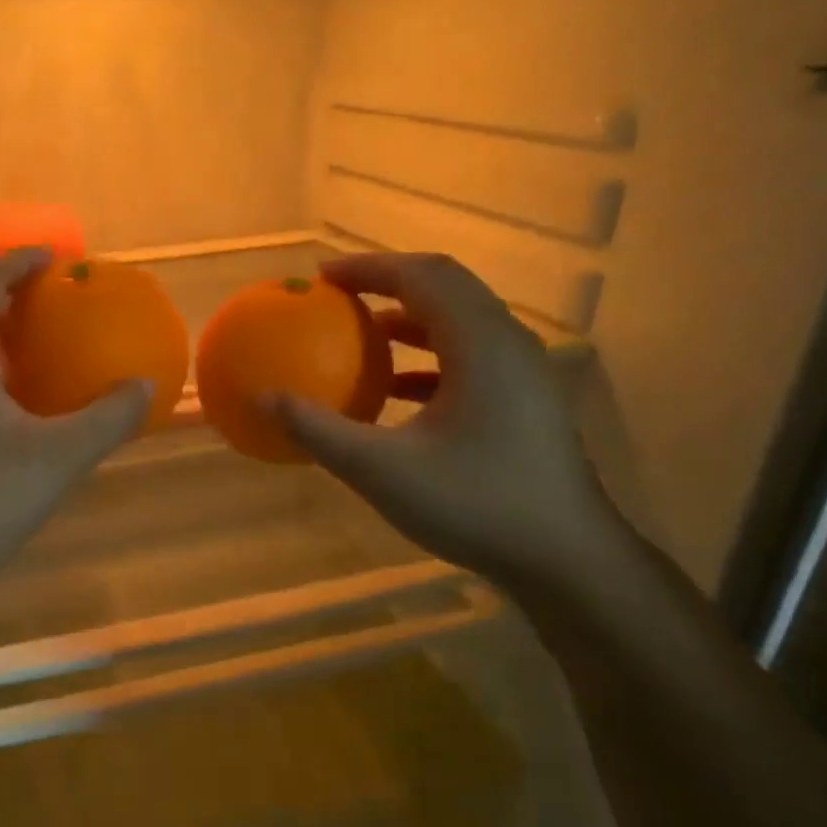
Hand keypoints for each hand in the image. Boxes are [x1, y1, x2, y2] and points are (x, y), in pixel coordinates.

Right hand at [275, 254, 614, 583]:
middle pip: (446, 289)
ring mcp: (524, 374)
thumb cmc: (474, 504)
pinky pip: (472, 359)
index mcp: (480, 344)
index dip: (369, 269)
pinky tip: (398, 392)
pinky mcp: (526, 403)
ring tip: (364, 337)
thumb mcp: (380, 469)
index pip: (422, 276)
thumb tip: (262, 399)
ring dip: (411, 321)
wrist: (565, 558)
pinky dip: (429, 359)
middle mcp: (508, 344)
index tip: (322, 277)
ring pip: (462, 324)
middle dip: (389, 284)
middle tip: (339, 297)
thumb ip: (317, 430)